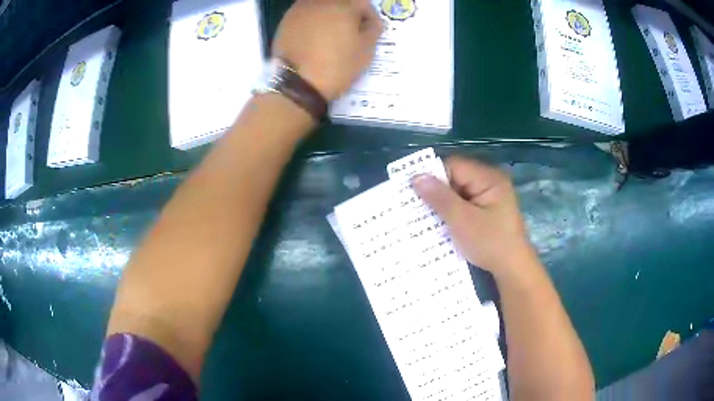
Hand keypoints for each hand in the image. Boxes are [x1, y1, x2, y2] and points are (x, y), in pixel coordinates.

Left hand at [273, 0, 382, 101]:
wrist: (297, 83)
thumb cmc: (337, 65)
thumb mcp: (365, 51)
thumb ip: (373, 31)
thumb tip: (372, 23)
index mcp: (344, 5)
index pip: (363, 3)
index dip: (370, 16)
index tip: (371, 30)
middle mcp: (322, 1)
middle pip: (341, 2)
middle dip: (349, 13)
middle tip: (351, 30)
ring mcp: (301, 8)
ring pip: (321, 5)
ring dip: (329, 14)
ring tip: (330, 32)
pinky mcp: (286, 20)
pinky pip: (305, 13)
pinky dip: (312, 19)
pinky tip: (313, 36)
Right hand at [412, 157, 535, 276]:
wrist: (512, 269)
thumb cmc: (490, 243)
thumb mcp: (462, 220)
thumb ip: (439, 197)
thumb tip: (416, 177)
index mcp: (488, 178)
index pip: (454, 165)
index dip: (434, 176)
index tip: (415, 193)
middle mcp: (490, 182)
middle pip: (456, 178)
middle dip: (437, 192)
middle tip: (415, 206)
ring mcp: (490, 197)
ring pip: (458, 193)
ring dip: (443, 204)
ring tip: (424, 216)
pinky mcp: (487, 211)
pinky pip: (465, 205)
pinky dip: (452, 212)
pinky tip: (440, 224)